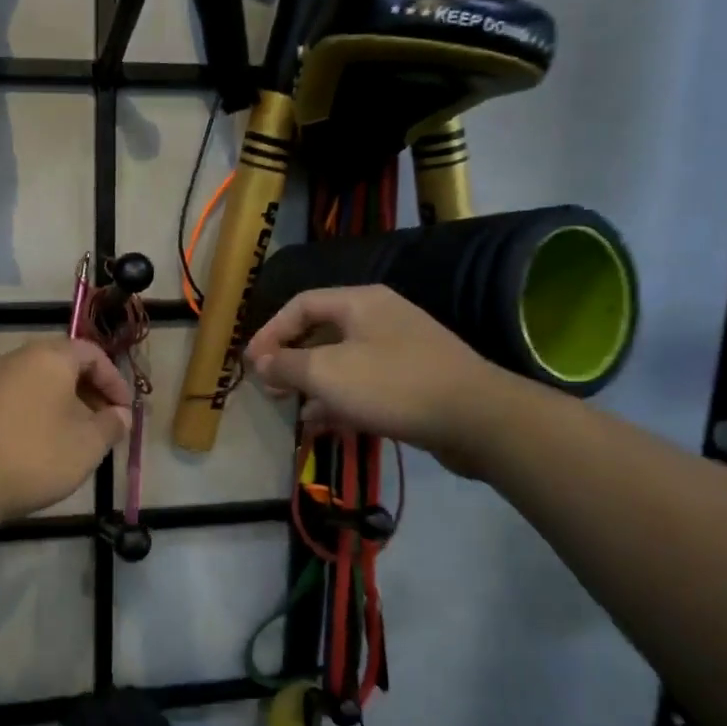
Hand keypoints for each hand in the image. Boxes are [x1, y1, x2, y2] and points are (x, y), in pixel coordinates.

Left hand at [0, 338, 134, 525]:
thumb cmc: (34, 456)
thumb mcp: (87, 445)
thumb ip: (111, 425)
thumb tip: (121, 415)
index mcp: (50, 356)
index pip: (92, 353)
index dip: (115, 380)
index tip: (125, 410)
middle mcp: (17, 357)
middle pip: (63, 364)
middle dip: (89, 391)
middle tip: (103, 422)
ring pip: (37, 382)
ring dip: (62, 403)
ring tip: (73, 436)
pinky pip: (14, 398)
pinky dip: (35, 412)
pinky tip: (38, 444)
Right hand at [243, 285, 511, 477]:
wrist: (476, 418)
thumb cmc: (393, 386)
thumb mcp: (328, 374)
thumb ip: (287, 365)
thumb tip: (261, 362)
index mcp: (359, 302)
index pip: (301, 304)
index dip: (271, 331)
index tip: (251, 364)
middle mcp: (380, 317)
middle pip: (322, 331)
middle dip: (291, 360)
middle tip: (269, 387)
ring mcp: (400, 349)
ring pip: (342, 360)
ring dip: (313, 383)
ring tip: (290, 407)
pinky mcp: (413, 380)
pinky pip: (365, 383)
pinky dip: (340, 399)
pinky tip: (322, 423)